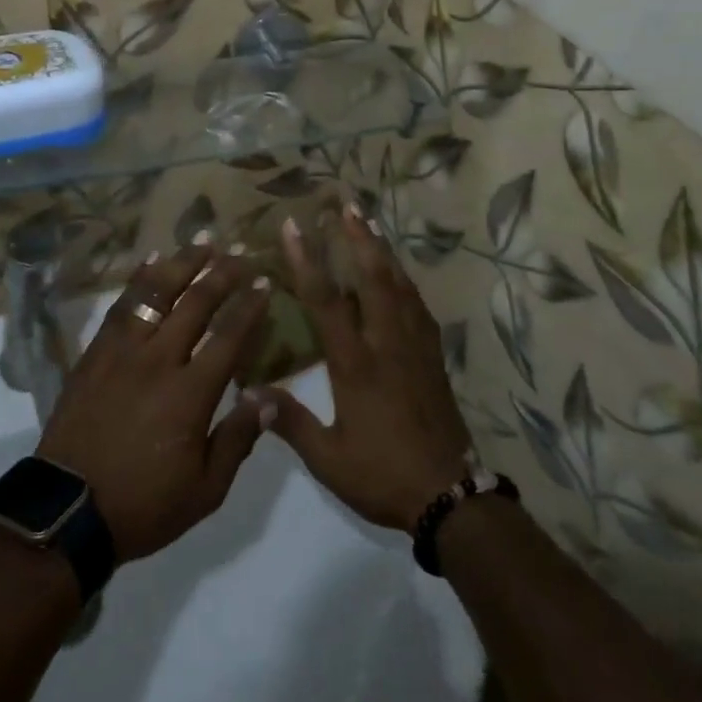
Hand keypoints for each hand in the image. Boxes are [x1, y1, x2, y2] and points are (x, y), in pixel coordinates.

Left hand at [36, 245, 276, 562]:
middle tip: (241, 252)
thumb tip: (270, 397)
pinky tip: (151, 259)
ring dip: (183, 262)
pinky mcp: (96, 351)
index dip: (250, 306)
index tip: (265, 281)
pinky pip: (121, 304)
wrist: (68, 510)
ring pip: (157, 292)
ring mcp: (123, 350)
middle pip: (196, 303)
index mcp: (190, 393)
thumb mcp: (205, 490)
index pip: (229, 336)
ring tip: (203, 241)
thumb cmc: (144, 504)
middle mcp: (159, 359)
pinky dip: (139, 278)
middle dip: (223, 273)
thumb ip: (239, 438)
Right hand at [251, 206, 473, 532]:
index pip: (326, 301)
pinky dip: (405, 280)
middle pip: (372, 278)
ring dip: (382, 251)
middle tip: (347, 204)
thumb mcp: (329, 459)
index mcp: (355, 363)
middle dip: (358, 238)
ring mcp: (414, 347)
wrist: (450, 496)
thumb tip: (250, 394)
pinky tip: (400, 274)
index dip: (307, 260)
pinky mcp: (433, 357)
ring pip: (399, 286)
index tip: (296, 226)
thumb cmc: (383, 475)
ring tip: (370, 223)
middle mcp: (386, 343)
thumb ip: (291, 424)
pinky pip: (418, 306)